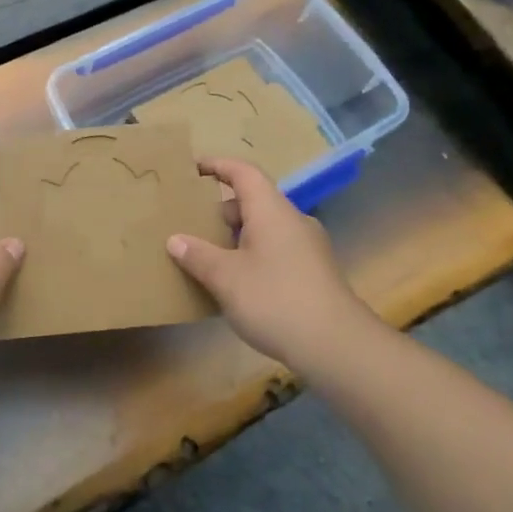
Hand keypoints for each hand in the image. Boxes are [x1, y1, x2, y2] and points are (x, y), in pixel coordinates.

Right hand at [167, 158, 380, 368]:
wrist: (336, 346)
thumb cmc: (275, 300)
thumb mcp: (226, 278)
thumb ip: (198, 255)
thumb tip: (175, 240)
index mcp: (271, 211)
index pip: (244, 172)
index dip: (217, 165)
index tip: (192, 168)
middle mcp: (292, 221)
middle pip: (253, 201)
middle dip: (220, 209)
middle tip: (190, 223)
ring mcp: (307, 248)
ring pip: (265, 229)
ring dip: (235, 236)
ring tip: (207, 254)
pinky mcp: (313, 273)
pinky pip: (275, 250)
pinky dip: (251, 255)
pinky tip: (235, 283)